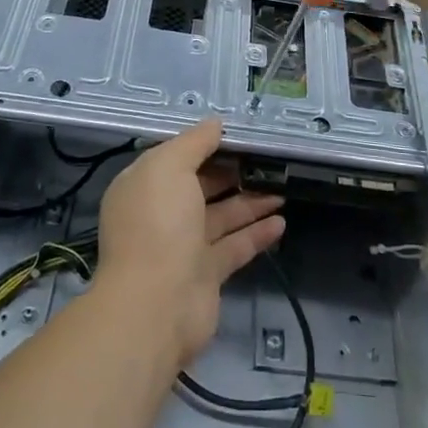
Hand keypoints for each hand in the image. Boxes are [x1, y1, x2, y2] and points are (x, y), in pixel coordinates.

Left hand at [94, 118, 284, 366]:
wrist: (155, 305)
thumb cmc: (158, 224)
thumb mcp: (169, 167)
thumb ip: (194, 142)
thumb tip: (215, 123)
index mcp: (144, 186)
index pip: (176, 159)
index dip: (204, 145)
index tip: (238, 135)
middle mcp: (161, 214)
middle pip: (200, 186)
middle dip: (231, 173)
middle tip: (267, 159)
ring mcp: (183, 246)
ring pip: (222, 216)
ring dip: (250, 202)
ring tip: (282, 187)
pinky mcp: (206, 274)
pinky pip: (235, 247)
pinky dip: (257, 233)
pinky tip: (281, 221)